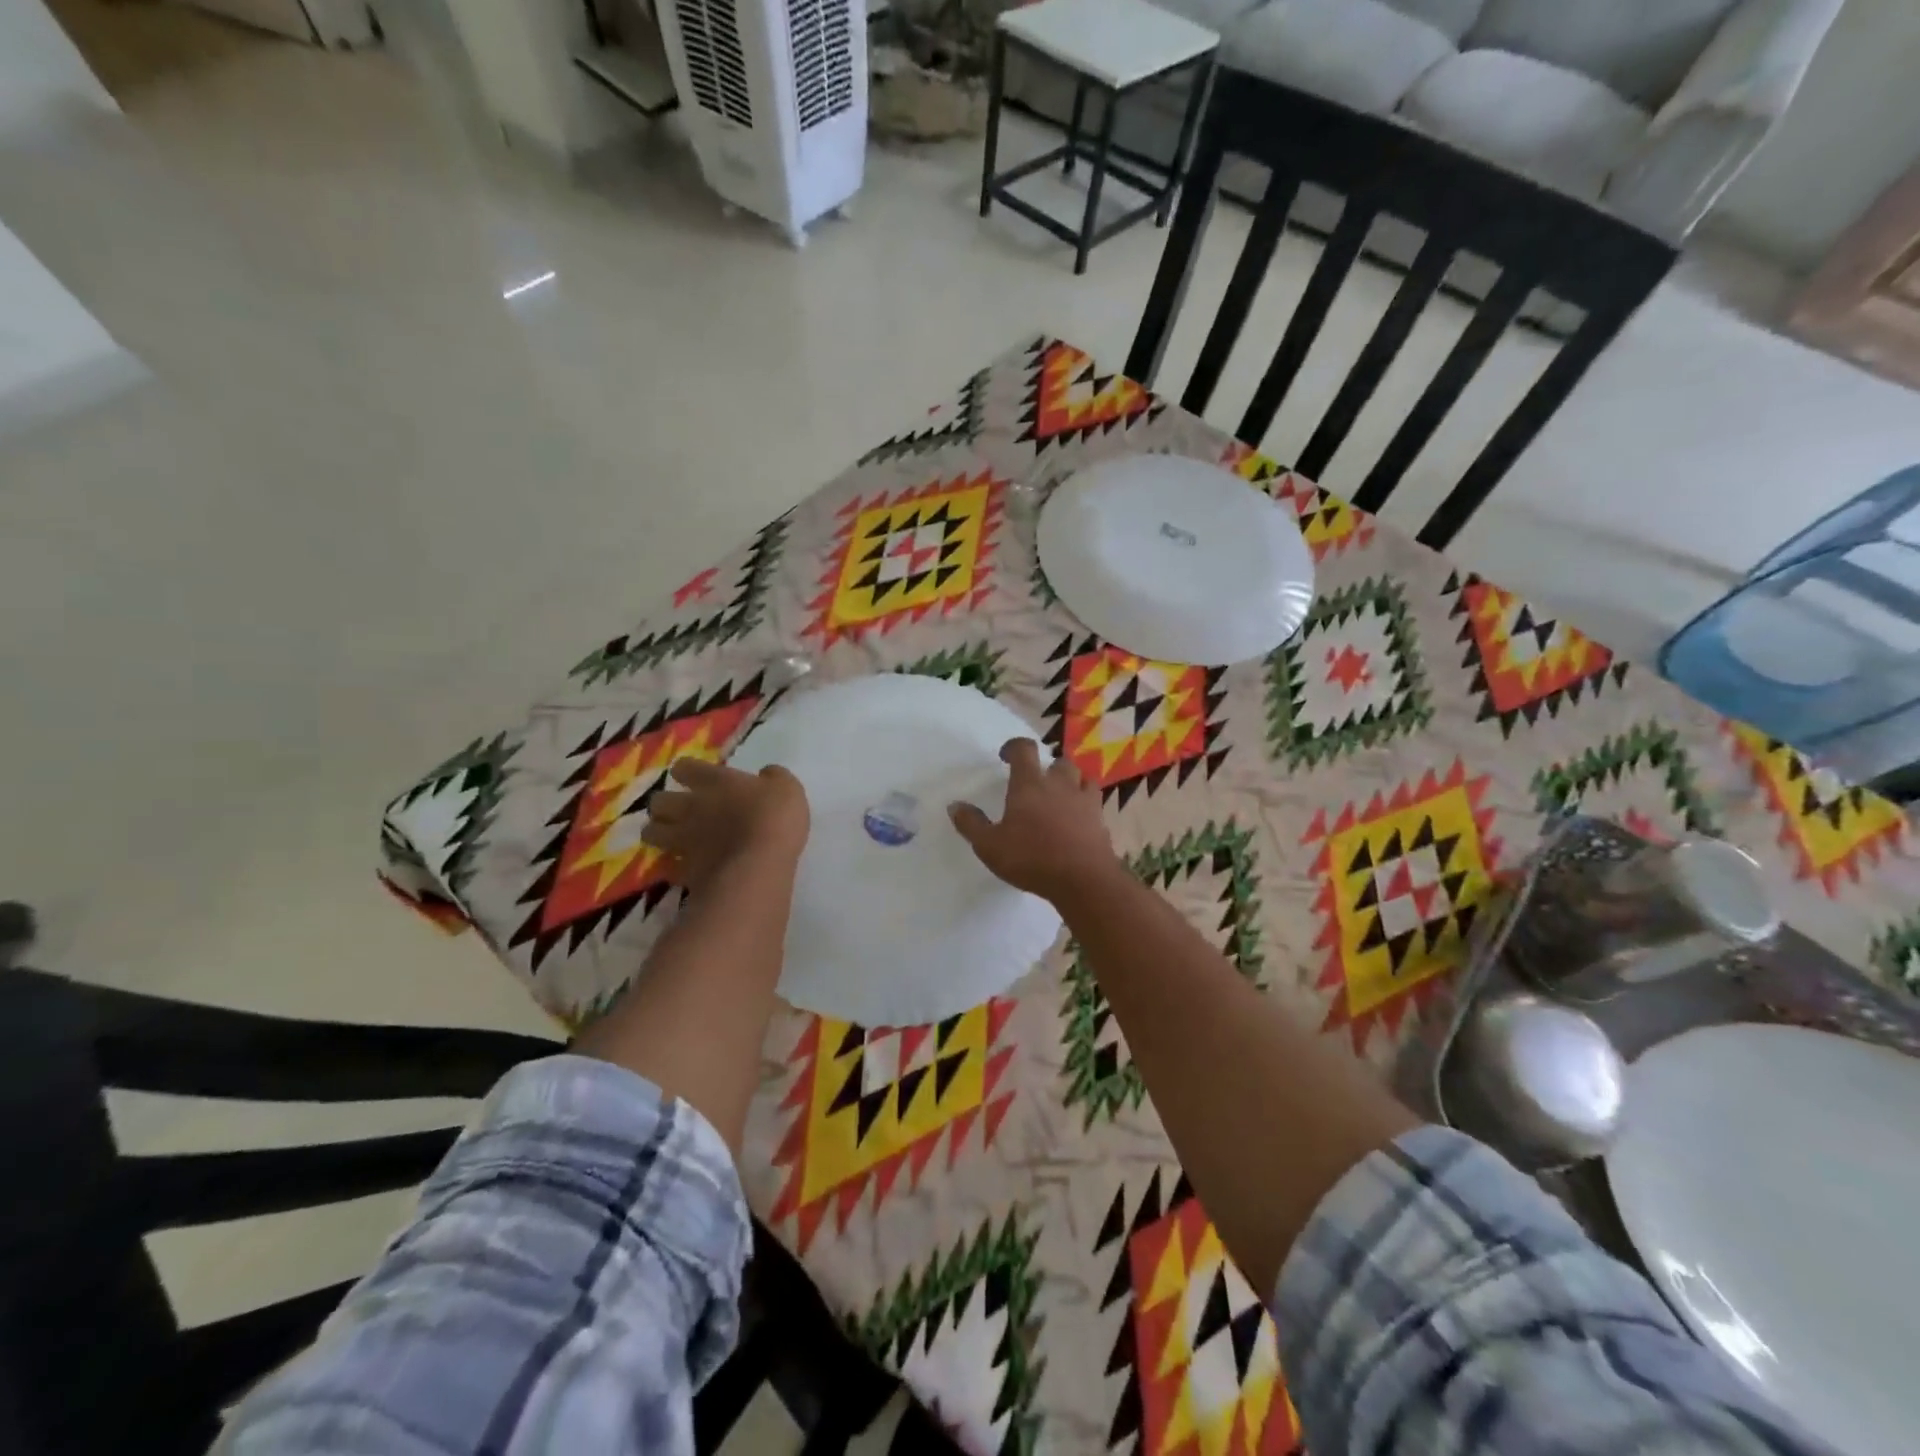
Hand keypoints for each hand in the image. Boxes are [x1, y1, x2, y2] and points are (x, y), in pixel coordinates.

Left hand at [643, 758, 808, 890]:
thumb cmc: (774, 819)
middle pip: (659, 801)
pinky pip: (669, 866)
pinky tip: (686, 867)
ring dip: (659, 832)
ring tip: (672, 837)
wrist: (758, 866)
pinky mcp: (684, 870)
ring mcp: (684, 840)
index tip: (695, 776)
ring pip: (651, 832)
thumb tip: (766, 773)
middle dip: (665, 804)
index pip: (685, 767)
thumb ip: (774, 778)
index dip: (687, 771)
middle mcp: (692, 807)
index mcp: (716, 782)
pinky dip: (674, 866)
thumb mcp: (788, 789)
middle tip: (679, 809)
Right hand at [949, 738, 1119, 904]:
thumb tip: (955, 806)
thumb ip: (971, 824)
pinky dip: (1085, 804)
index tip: (1005, 756)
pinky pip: (1094, 801)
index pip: (1024, 749)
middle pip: (1057, 762)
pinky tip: (1078, 819)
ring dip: (1070, 782)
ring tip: (1060, 796)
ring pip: (1081, 777)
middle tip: (1036, 784)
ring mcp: (1084, 800)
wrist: (1083, 880)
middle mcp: (1059, 785)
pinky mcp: (1101, 819)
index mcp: (1030, 784)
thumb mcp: (990, 846)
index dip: (1014, 747)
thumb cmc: (1031, 858)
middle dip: (1046, 768)